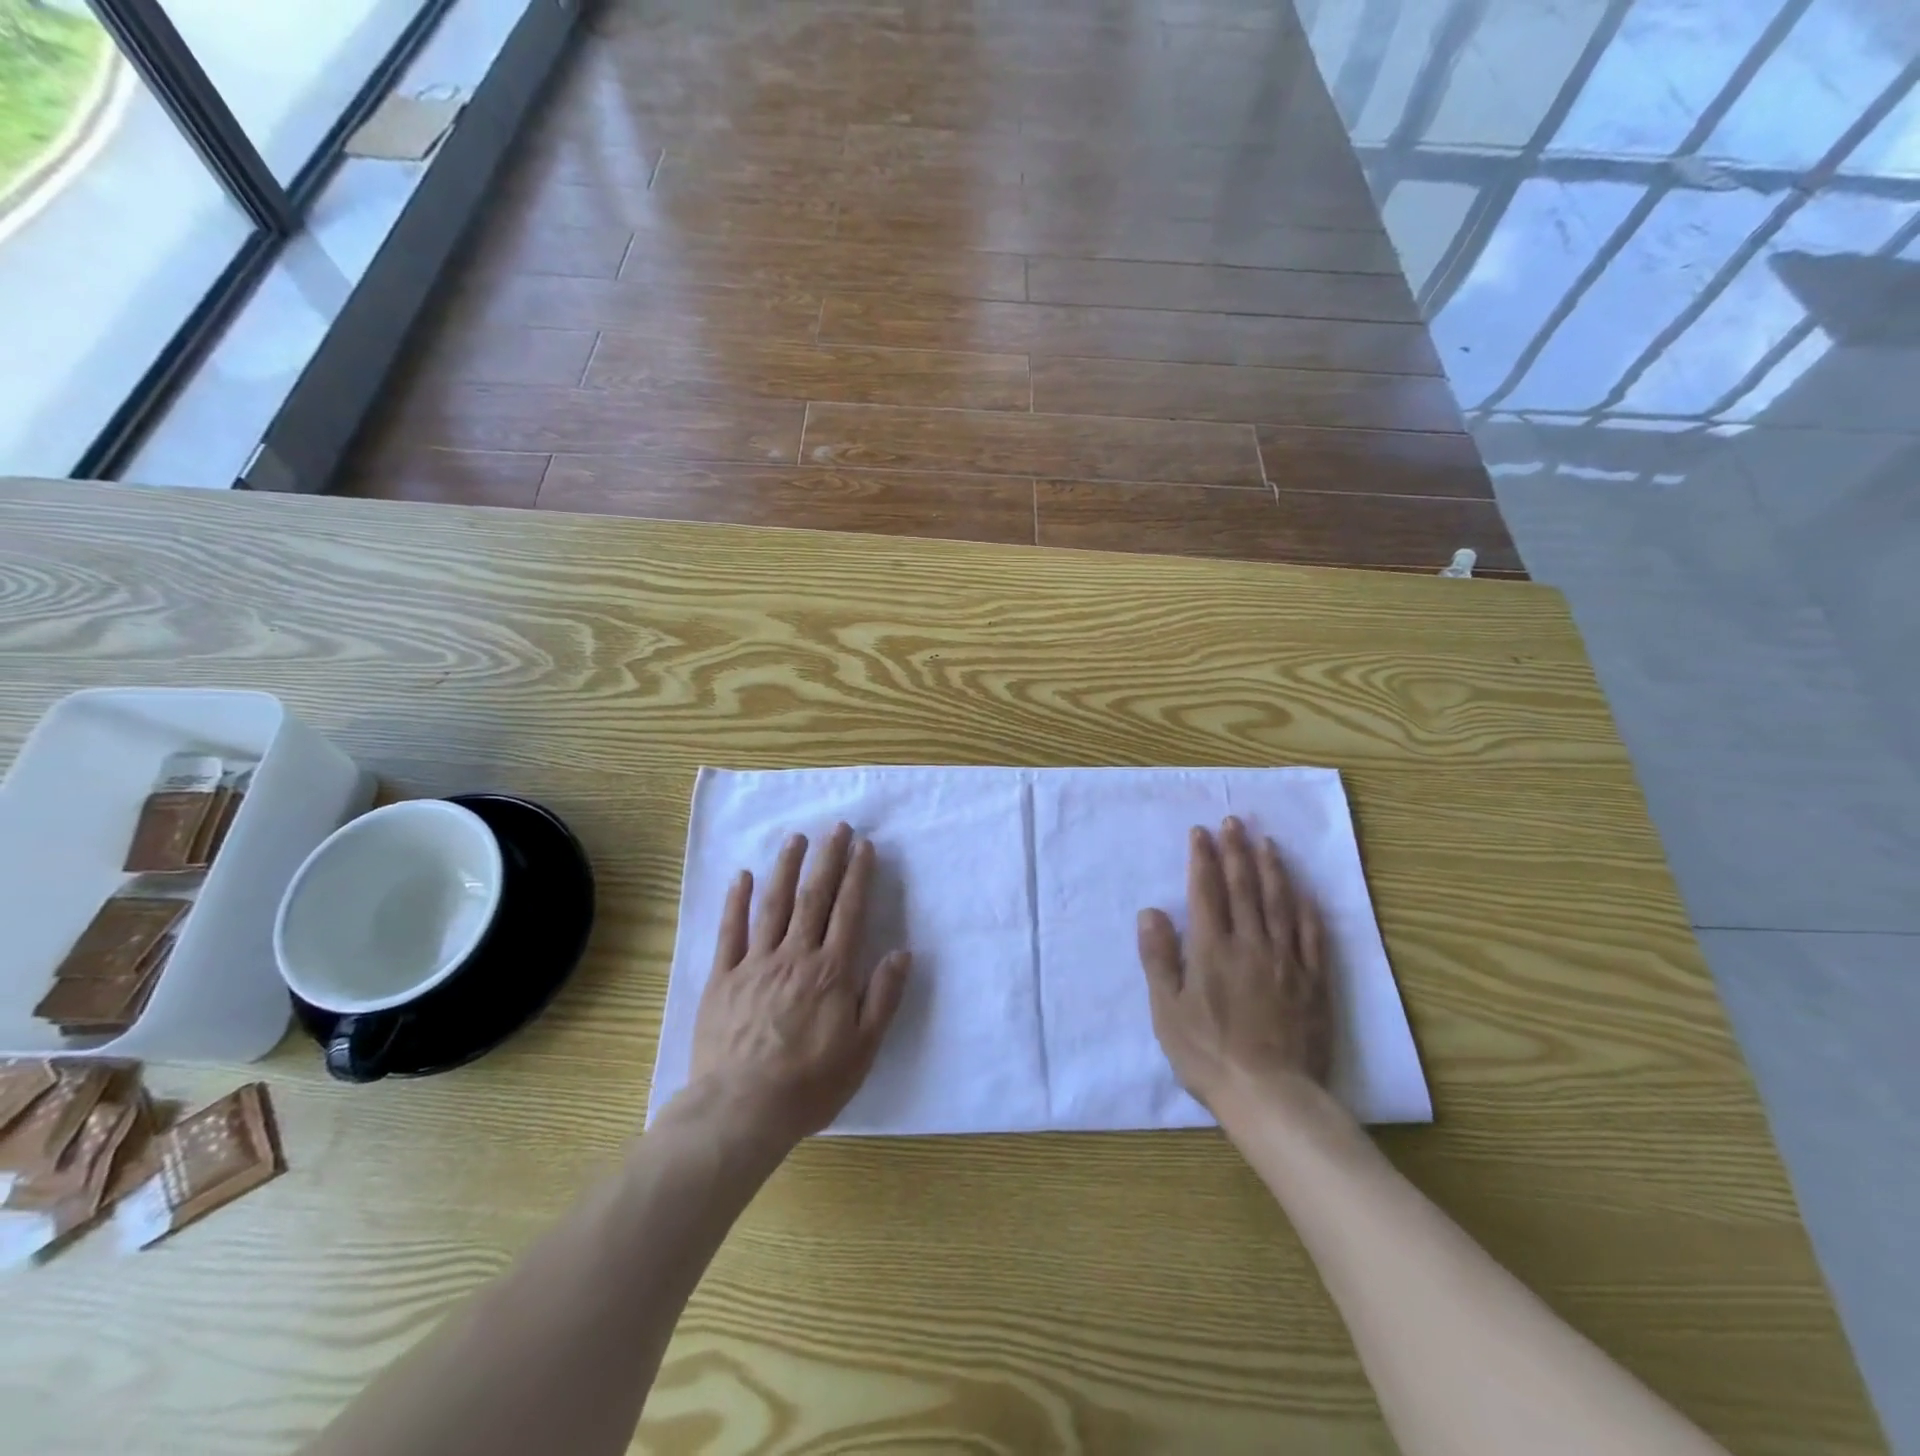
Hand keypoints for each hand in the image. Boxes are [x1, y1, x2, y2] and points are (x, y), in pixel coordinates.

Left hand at [688, 823, 910, 1147]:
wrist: (741, 1111)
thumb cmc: (810, 1084)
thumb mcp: (863, 1049)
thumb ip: (883, 997)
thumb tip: (902, 953)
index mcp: (831, 971)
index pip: (848, 911)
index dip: (858, 875)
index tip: (864, 845)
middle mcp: (794, 956)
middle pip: (814, 897)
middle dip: (827, 859)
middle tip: (836, 827)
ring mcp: (754, 964)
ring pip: (773, 905)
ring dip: (786, 868)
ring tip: (796, 838)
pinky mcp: (722, 979)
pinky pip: (729, 932)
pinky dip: (736, 901)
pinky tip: (743, 876)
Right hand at [1137, 817, 1332, 1113]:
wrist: (1271, 1096)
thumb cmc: (1208, 1054)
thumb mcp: (1167, 1010)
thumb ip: (1158, 958)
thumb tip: (1151, 911)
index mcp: (1213, 950)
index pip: (1207, 892)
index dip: (1203, 859)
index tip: (1201, 832)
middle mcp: (1251, 945)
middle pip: (1244, 888)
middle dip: (1236, 851)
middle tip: (1233, 821)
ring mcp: (1287, 961)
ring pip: (1280, 903)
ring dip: (1272, 869)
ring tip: (1266, 842)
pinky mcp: (1313, 981)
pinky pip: (1312, 934)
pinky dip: (1306, 907)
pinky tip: (1304, 891)